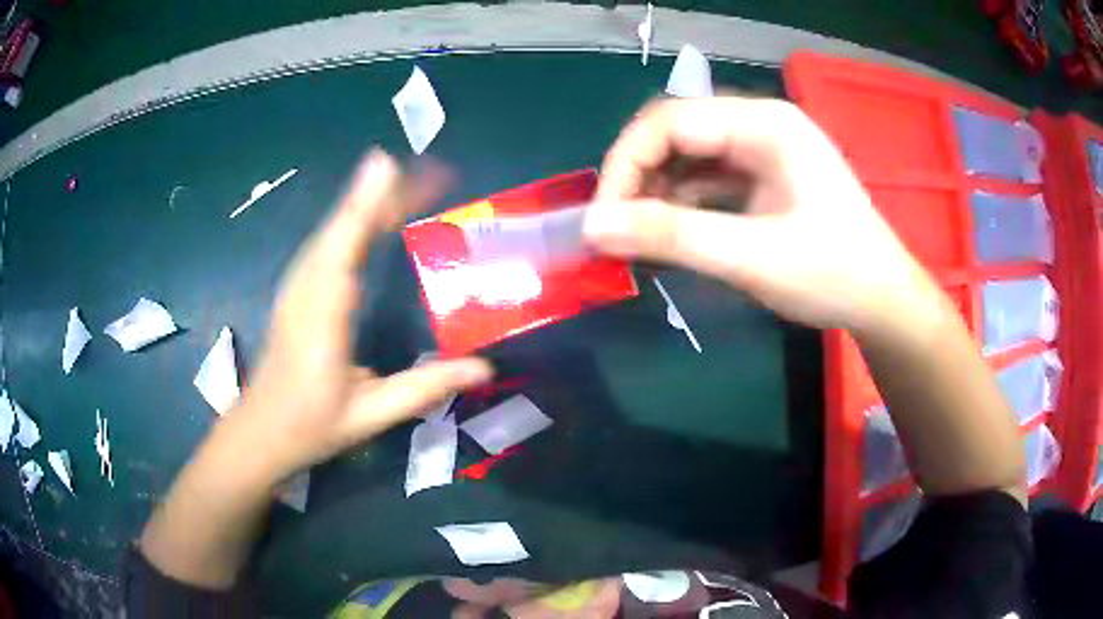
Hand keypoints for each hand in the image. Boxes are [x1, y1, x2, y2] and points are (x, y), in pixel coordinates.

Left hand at [226, 150, 492, 484]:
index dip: (367, 205)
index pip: (344, 249)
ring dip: (369, 201)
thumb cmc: (310, 427)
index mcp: (321, 319)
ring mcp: (296, 287)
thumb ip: (424, 388)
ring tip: (410, 180)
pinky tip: (371, 211)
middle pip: (341, 228)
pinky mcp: (297, 289)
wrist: (258, 432)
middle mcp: (305, 291)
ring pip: (332, 231)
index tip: (393, 166)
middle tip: (432, 171)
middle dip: (383, 193)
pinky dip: (352, 218)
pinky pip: (327, 243)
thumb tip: (485, 367)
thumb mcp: (370, 415)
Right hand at [583, 97, 937, 332]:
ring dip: (658, 192)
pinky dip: (683, 203)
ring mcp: (764, 148)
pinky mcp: (765, 174)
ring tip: (640, 237)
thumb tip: (593, 227)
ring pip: (689, 155)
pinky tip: (672, 233)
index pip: (669, 121)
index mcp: (764, 124)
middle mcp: (760, 123)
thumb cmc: (833, 274)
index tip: (602, 219)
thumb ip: (672, 236)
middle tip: (617, 230)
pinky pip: (709, 177)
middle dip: (638, 178)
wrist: (883, 300)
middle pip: (676, 133)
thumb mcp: (752, 257)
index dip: (625, 164)